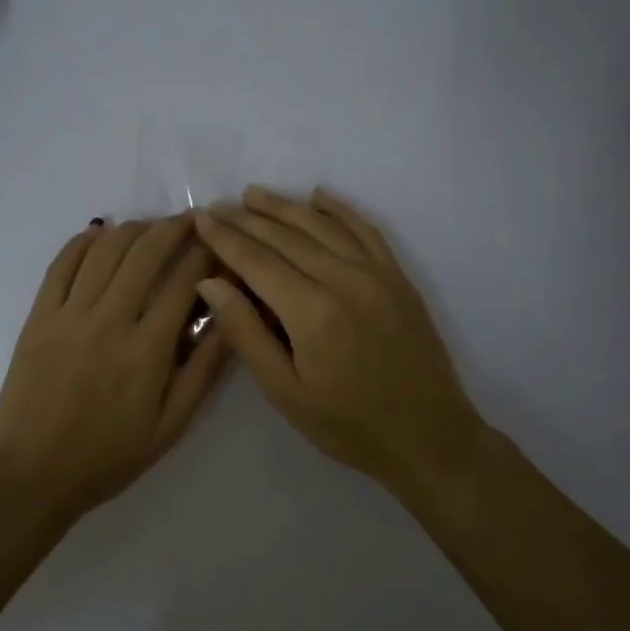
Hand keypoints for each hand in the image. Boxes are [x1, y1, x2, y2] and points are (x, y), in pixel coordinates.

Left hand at [0, 215, 230, 524]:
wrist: (31, 475)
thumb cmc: (107, 457)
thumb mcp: (170, 427)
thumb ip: (203, 372)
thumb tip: (229, 321)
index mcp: (147, 349)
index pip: (184, 280)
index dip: (206, 252)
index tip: (219, 240)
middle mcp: (109, 319)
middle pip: (145, 252)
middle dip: (174, 227)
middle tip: (192, 220)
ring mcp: (69, 313)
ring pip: (105, 250)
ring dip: (133, 229)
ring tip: (152, 226)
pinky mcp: (39, 315)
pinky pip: (62, 264)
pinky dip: (83, 241)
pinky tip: (100, 233)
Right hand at [193, 187, 484, 493]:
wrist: (429, 437)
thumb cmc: (348, 425)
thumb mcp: (285, 393)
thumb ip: (246, 333)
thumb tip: (210, 282)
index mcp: (312, 312)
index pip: (257, 260)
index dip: (225, 238)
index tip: (200, 219)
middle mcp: (345, 279)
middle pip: (286, 236)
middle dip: (247, 218)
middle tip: (218, 205)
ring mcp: (377, 273)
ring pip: (323, 225)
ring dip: (285, 206)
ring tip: (254, 194)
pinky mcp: (398, 277)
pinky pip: (365, 229)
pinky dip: (340, 209)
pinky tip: (319, 196)